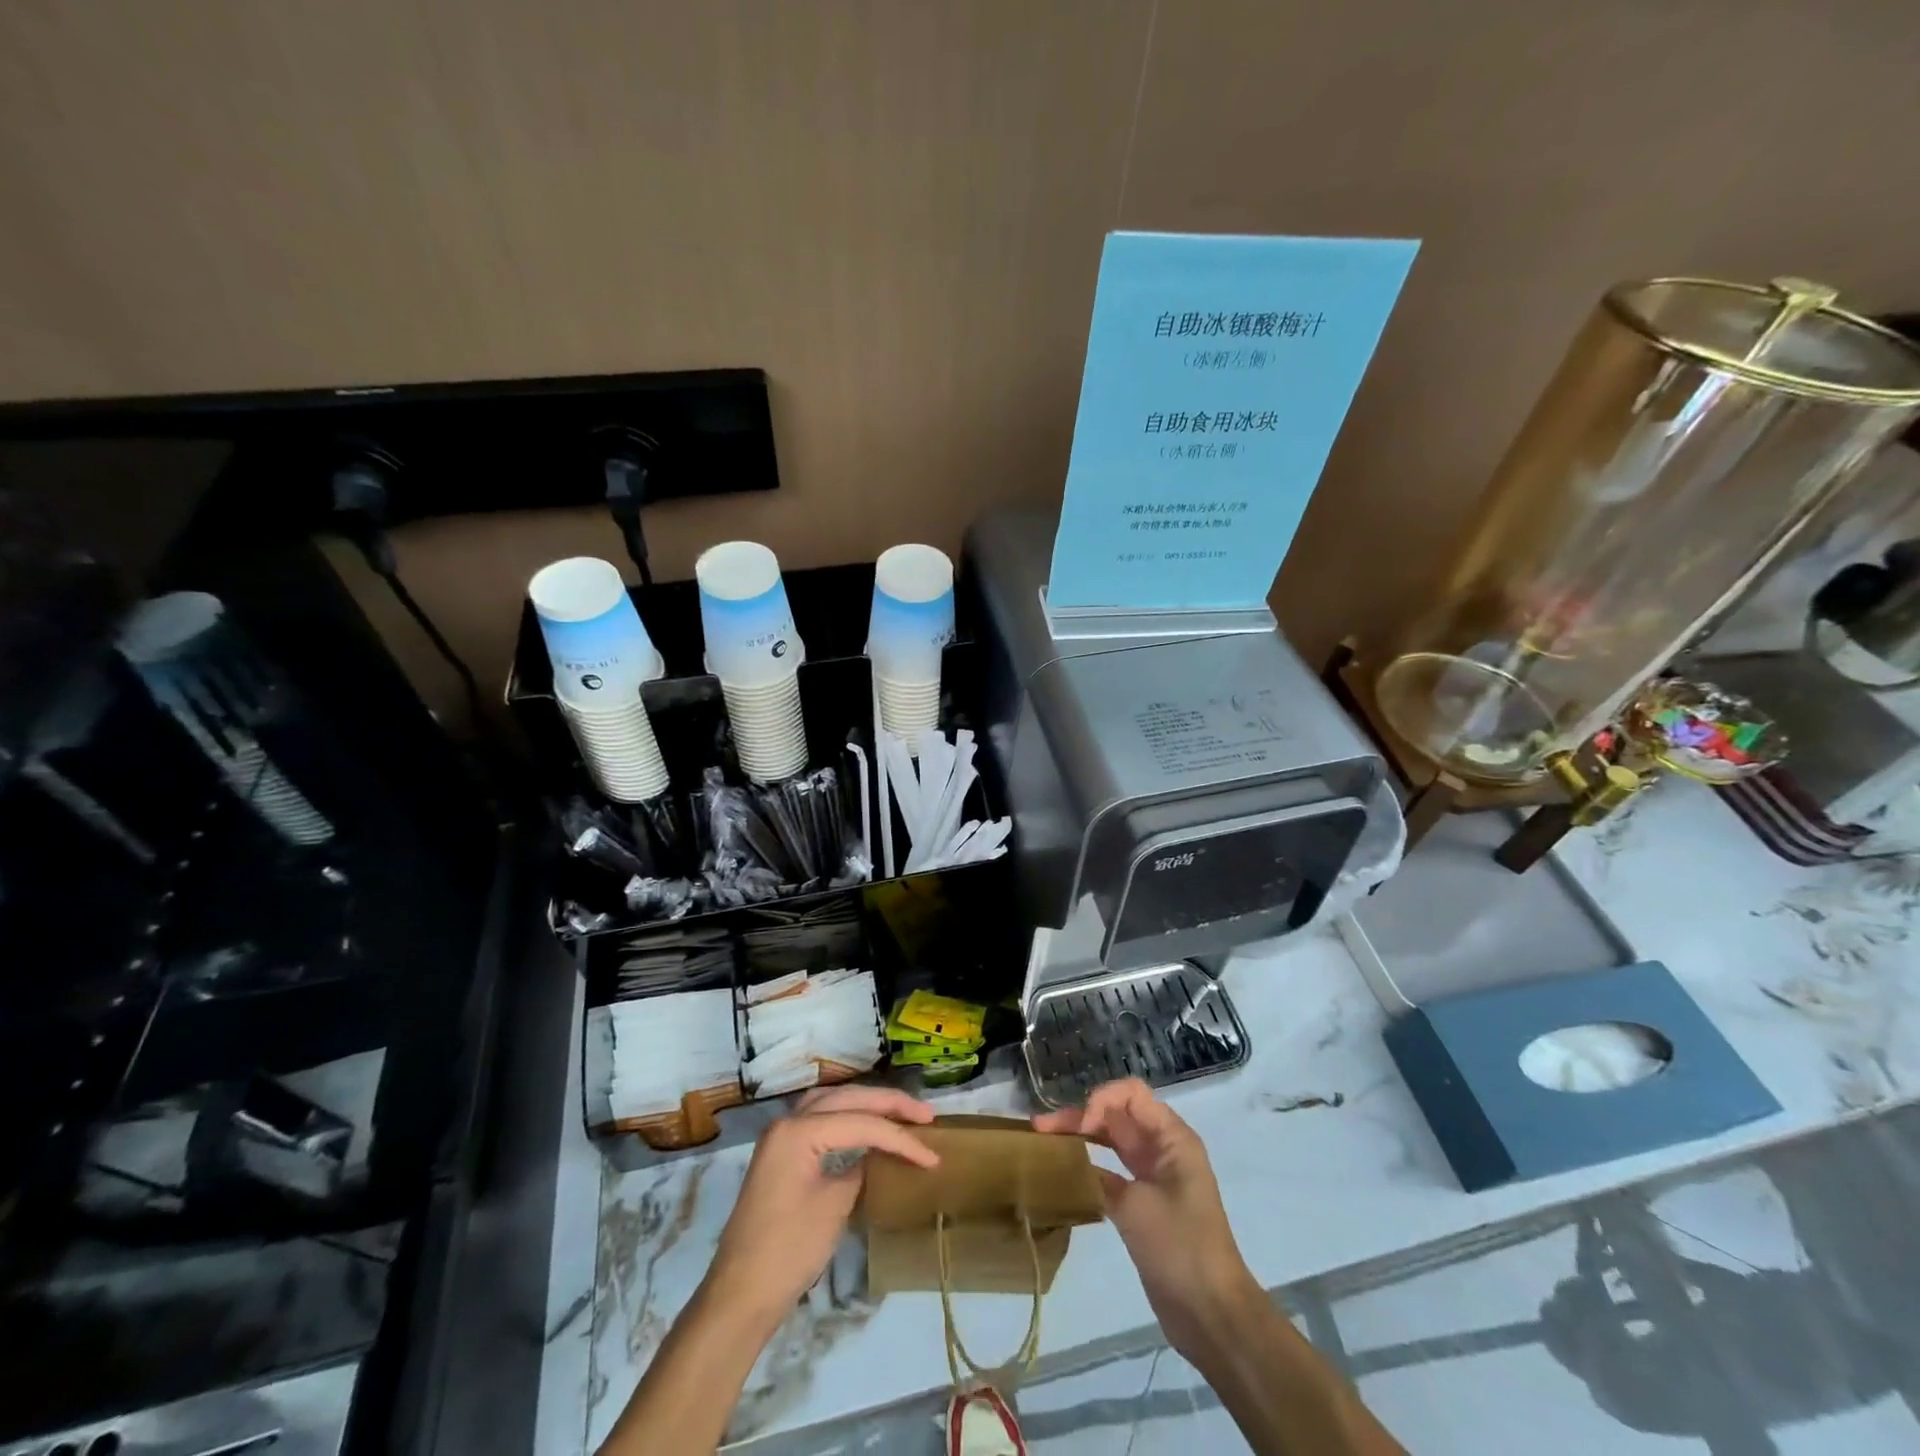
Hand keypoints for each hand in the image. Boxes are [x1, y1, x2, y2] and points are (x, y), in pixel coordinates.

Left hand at [703, 1084, 937, 1330]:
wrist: (741, 1295)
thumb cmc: (789, 1251)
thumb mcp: (834, 1207)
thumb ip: (860, 1169)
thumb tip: (877, 1155)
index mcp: (798, 1130)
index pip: (861, 1123)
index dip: (900, 1137)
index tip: (932, 1155)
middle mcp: (788, 1121)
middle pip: (847, 1098)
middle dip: (888, 1104)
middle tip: (925, 1115)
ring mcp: (781, 1136)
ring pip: (833, 1102)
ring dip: (868, 1105)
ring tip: (902, 1113)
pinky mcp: (782, 1153)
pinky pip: (821, 1120)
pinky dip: (848, 1118)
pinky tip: (868, 1127)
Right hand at [1034, 1078, 1255, 1355]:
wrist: (1211, 1314)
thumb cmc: (1181, 1247)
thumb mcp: (1138, 1205)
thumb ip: (1101, 1176)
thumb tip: (1070, 1163)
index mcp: (1171, 1138)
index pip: (1131, 1094)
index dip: (1101, 1100)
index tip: (1081, 1128)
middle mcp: (1162, 1149)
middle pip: (1116, 1115)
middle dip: (1080, 1116)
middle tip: (1040, 1128)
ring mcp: (1152, 1177)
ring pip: (1110, 1141)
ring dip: (1080, 1138)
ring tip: (1043, 1140)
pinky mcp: (1142, 1204)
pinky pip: (1110, 1172)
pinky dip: (1087, 1167)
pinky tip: (1061, 1173)